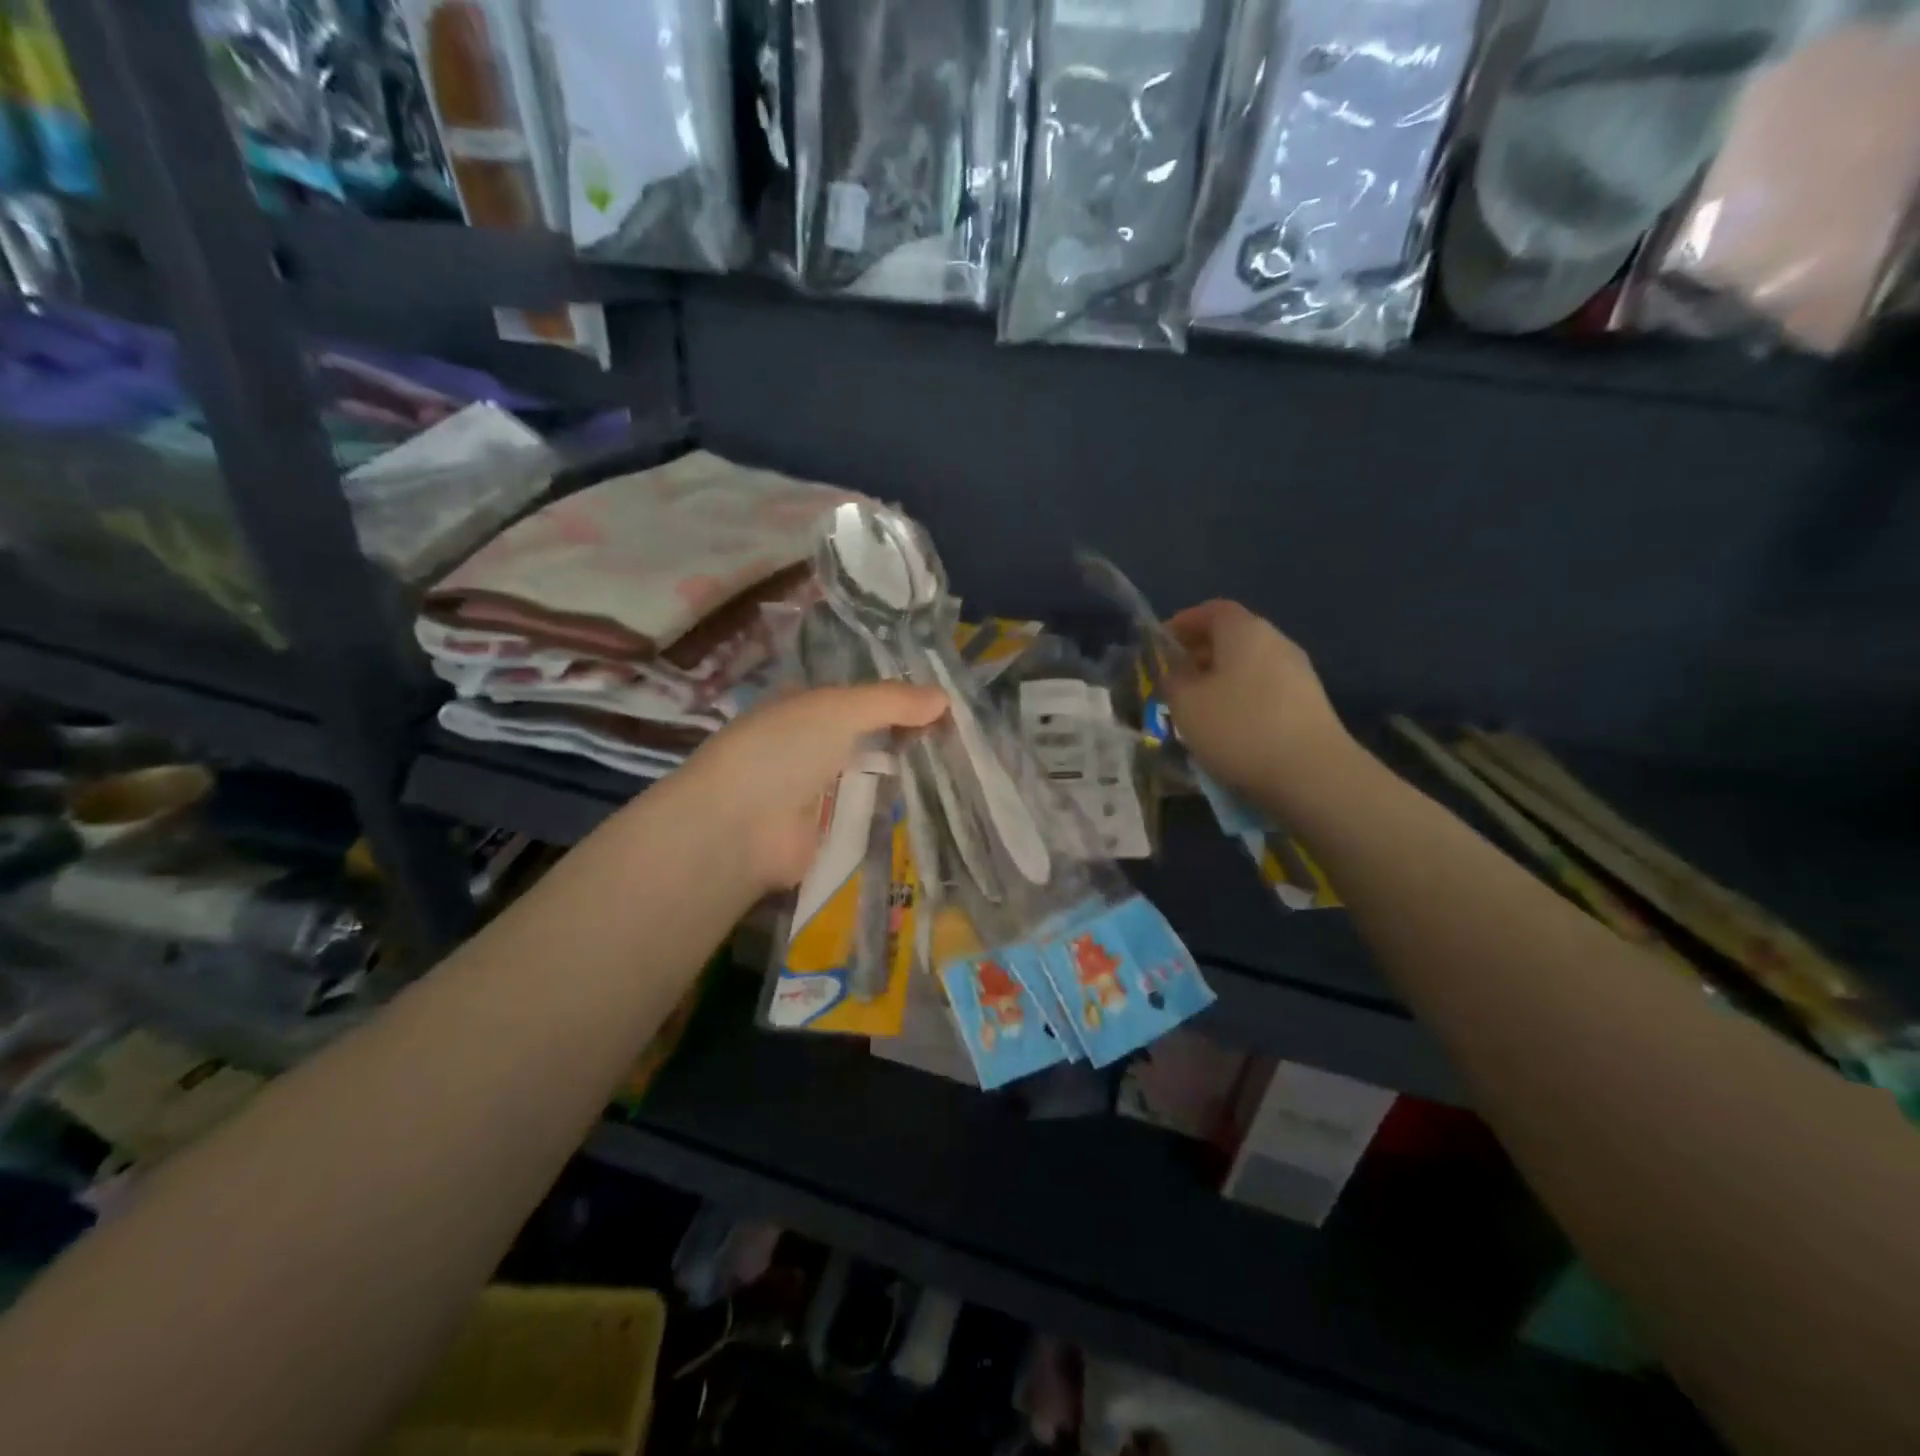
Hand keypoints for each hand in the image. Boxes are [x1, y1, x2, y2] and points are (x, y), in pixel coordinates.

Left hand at [683, 683, 947, 889]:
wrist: (740, 828)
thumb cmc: (784, 750)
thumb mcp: (840, 709)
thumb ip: (892, 702)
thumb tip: (945, 697)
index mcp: (803, 708)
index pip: (858, 699)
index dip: (897, 700)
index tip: (944, 707)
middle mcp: (808, 746)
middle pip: (866, 738)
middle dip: (905, 739)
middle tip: (959, 742)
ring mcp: (815, 791)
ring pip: (870, 778)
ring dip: (904, 777)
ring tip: (959, 773)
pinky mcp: (824, 833)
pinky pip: (867, 817)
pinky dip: (893, 814)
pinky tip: (934, 810)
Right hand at [1163, 601, 1349, 798]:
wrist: (1312, 774)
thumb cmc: (1239, 728)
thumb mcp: (1185, 704)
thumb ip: (1172, 680)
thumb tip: (1175, 671)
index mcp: (1245, 631)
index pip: (1212, 610)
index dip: (1184, 622)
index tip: (1161, 643)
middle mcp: (1276, 642)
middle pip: (1233, 637)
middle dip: (1200, 654)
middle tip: (1174, 680)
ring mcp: (1299, 673)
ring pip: (1249, 666)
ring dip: (1221, 680)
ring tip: (1198, 708)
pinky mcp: (1309, 704)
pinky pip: (1265, 690)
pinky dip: (1242, 699)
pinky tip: (1229, 728)